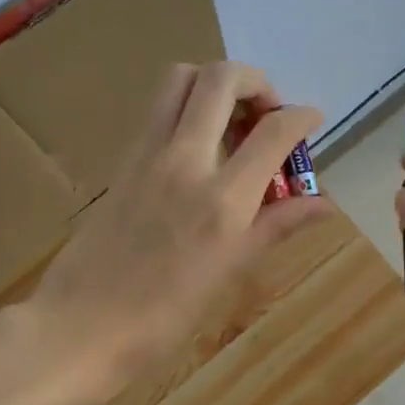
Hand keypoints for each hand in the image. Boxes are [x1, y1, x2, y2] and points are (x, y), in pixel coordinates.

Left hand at [26, 62, 327, 402]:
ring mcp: (147, 154)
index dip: (301, 117)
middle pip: (221, 78)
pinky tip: (199, 146)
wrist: (80, 326)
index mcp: (222, 200)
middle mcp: (185, 161)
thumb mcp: (229, 272)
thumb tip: (324, 204)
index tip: (311, 121)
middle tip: (267, 115)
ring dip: (215, 84)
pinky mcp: (123, 159)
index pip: (273, 131)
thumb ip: (277, 225)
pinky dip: (187, 105)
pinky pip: (158, 108)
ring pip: (181, 78)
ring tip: (232, 122)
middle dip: (256, 82)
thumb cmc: (163, 317)